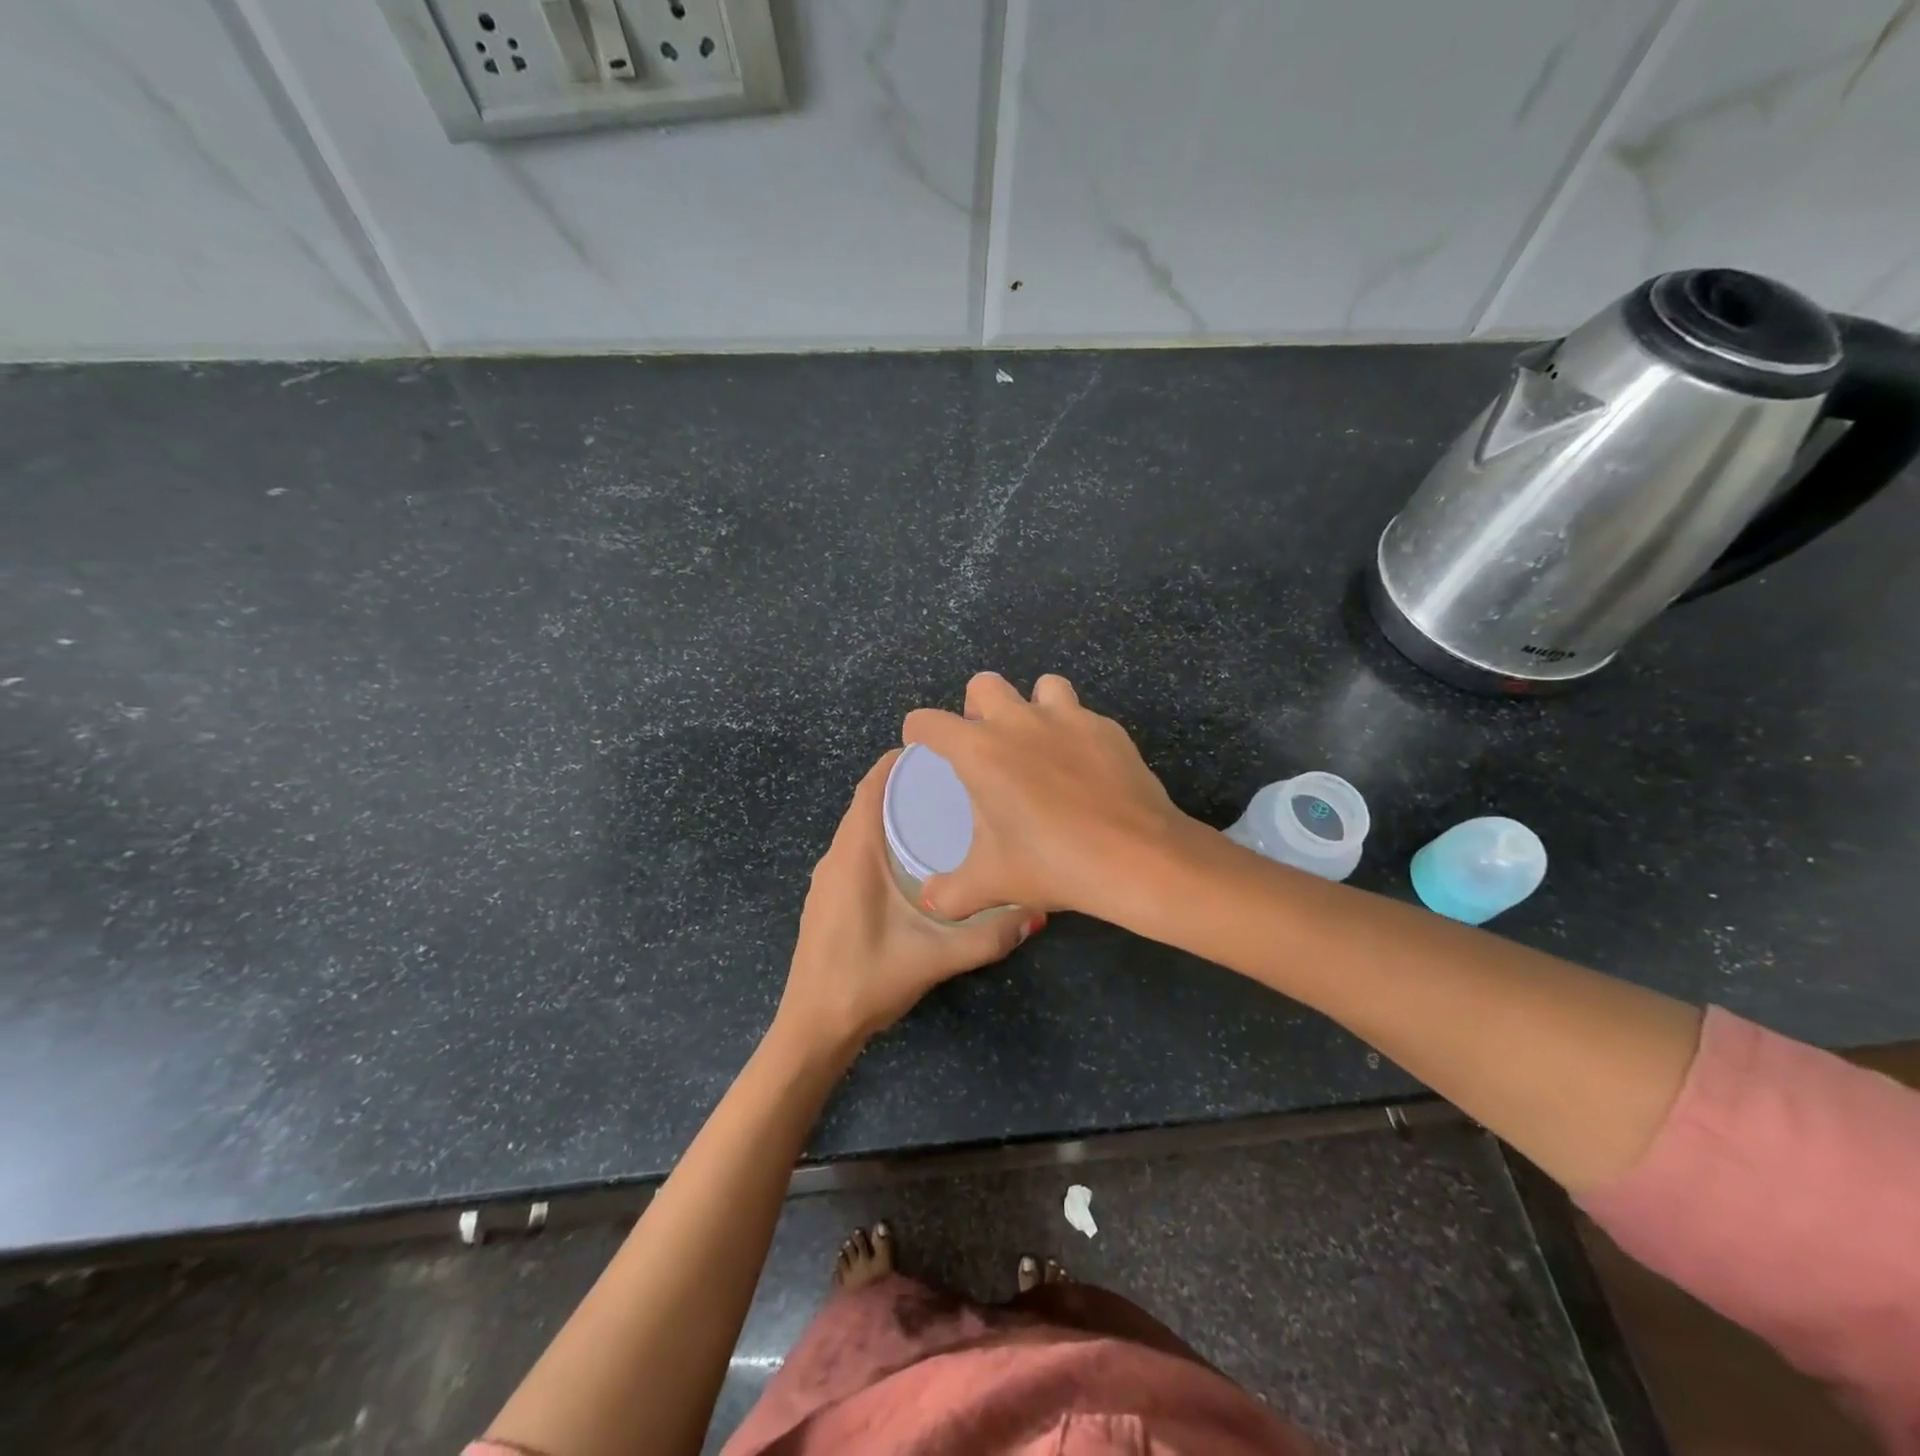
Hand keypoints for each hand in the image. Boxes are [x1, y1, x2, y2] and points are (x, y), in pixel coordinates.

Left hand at [776, 750, 1042, 1054]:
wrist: (813, 1028)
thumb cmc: (867, 980)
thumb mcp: (935, 957)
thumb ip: (989, 936)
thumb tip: (1038, 911)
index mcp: (854, 855)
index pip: (872, 788)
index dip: (900, 762)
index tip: (942, 752)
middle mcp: (836, 856)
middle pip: (869, 803)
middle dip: (908, 786)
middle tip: (958, 782)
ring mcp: (828, 878)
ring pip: (862, 828)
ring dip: (896, 813)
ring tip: (946, 812)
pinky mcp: (829, 897)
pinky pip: (857, 850)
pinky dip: (885, 839)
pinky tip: (918, 858)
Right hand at [902, 672, 1193, 922]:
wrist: (1138, 858)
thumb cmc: (1053, 863)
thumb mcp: (992, 883)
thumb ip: (951, 893)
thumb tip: (931, 902)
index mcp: (980, 751)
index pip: (929, 722)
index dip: (918, 731)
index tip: (922, 746)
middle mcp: (1020, 721)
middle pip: (984, 684)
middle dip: (977, 707)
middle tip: (986, 745)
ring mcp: (1069, 718)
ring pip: (1042, 686)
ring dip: (1032, 706)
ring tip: (1039, 745)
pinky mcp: (1108, 728)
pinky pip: (1082, 716)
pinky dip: (1075, 733)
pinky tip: (1083, 769)